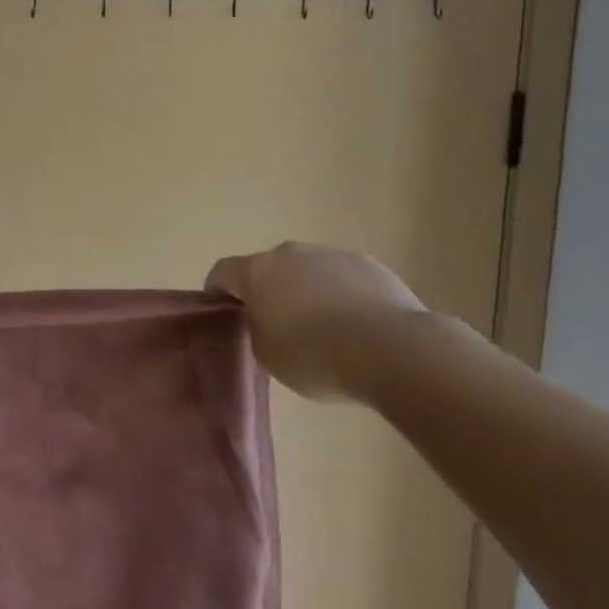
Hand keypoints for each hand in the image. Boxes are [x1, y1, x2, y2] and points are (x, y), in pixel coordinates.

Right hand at [206, 241, 426, 399]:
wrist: (391, 349)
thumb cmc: (316, 356)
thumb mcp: (268, 356)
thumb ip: (257, 331)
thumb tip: (265, 322)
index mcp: (256, 272)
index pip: (222, 272)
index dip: (217, 290)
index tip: (221, 310)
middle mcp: (288, 253)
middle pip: (267, 268)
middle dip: (267, 290)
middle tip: (277, 324)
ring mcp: (329, 253)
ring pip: (306, 270)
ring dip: (305, 290)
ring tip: (324, 328)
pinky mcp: (366, 263)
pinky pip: (342, 277)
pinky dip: (340, 294)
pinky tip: (356, 325)